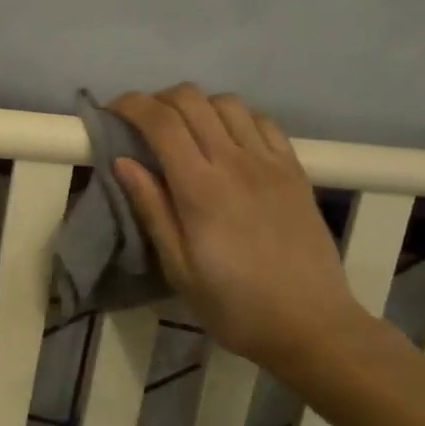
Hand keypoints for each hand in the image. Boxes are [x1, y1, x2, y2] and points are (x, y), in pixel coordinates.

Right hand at [110, 85, 369, 367]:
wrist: (312, 325)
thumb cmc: (235, 306)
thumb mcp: (179, 268)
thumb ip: (152, 209)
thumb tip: (122, 161)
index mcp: (201, 189)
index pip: (160, 121)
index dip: (131, 105)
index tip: (111, 111)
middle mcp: (235, 162)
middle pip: (191, 100)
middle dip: (158, 100)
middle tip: (142, 124)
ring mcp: (270, 162)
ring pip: (227, 103)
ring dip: (197, 106)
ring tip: (184, 130)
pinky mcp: (295, 169)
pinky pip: (262, 121)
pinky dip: (235, 117)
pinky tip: (227, 140)